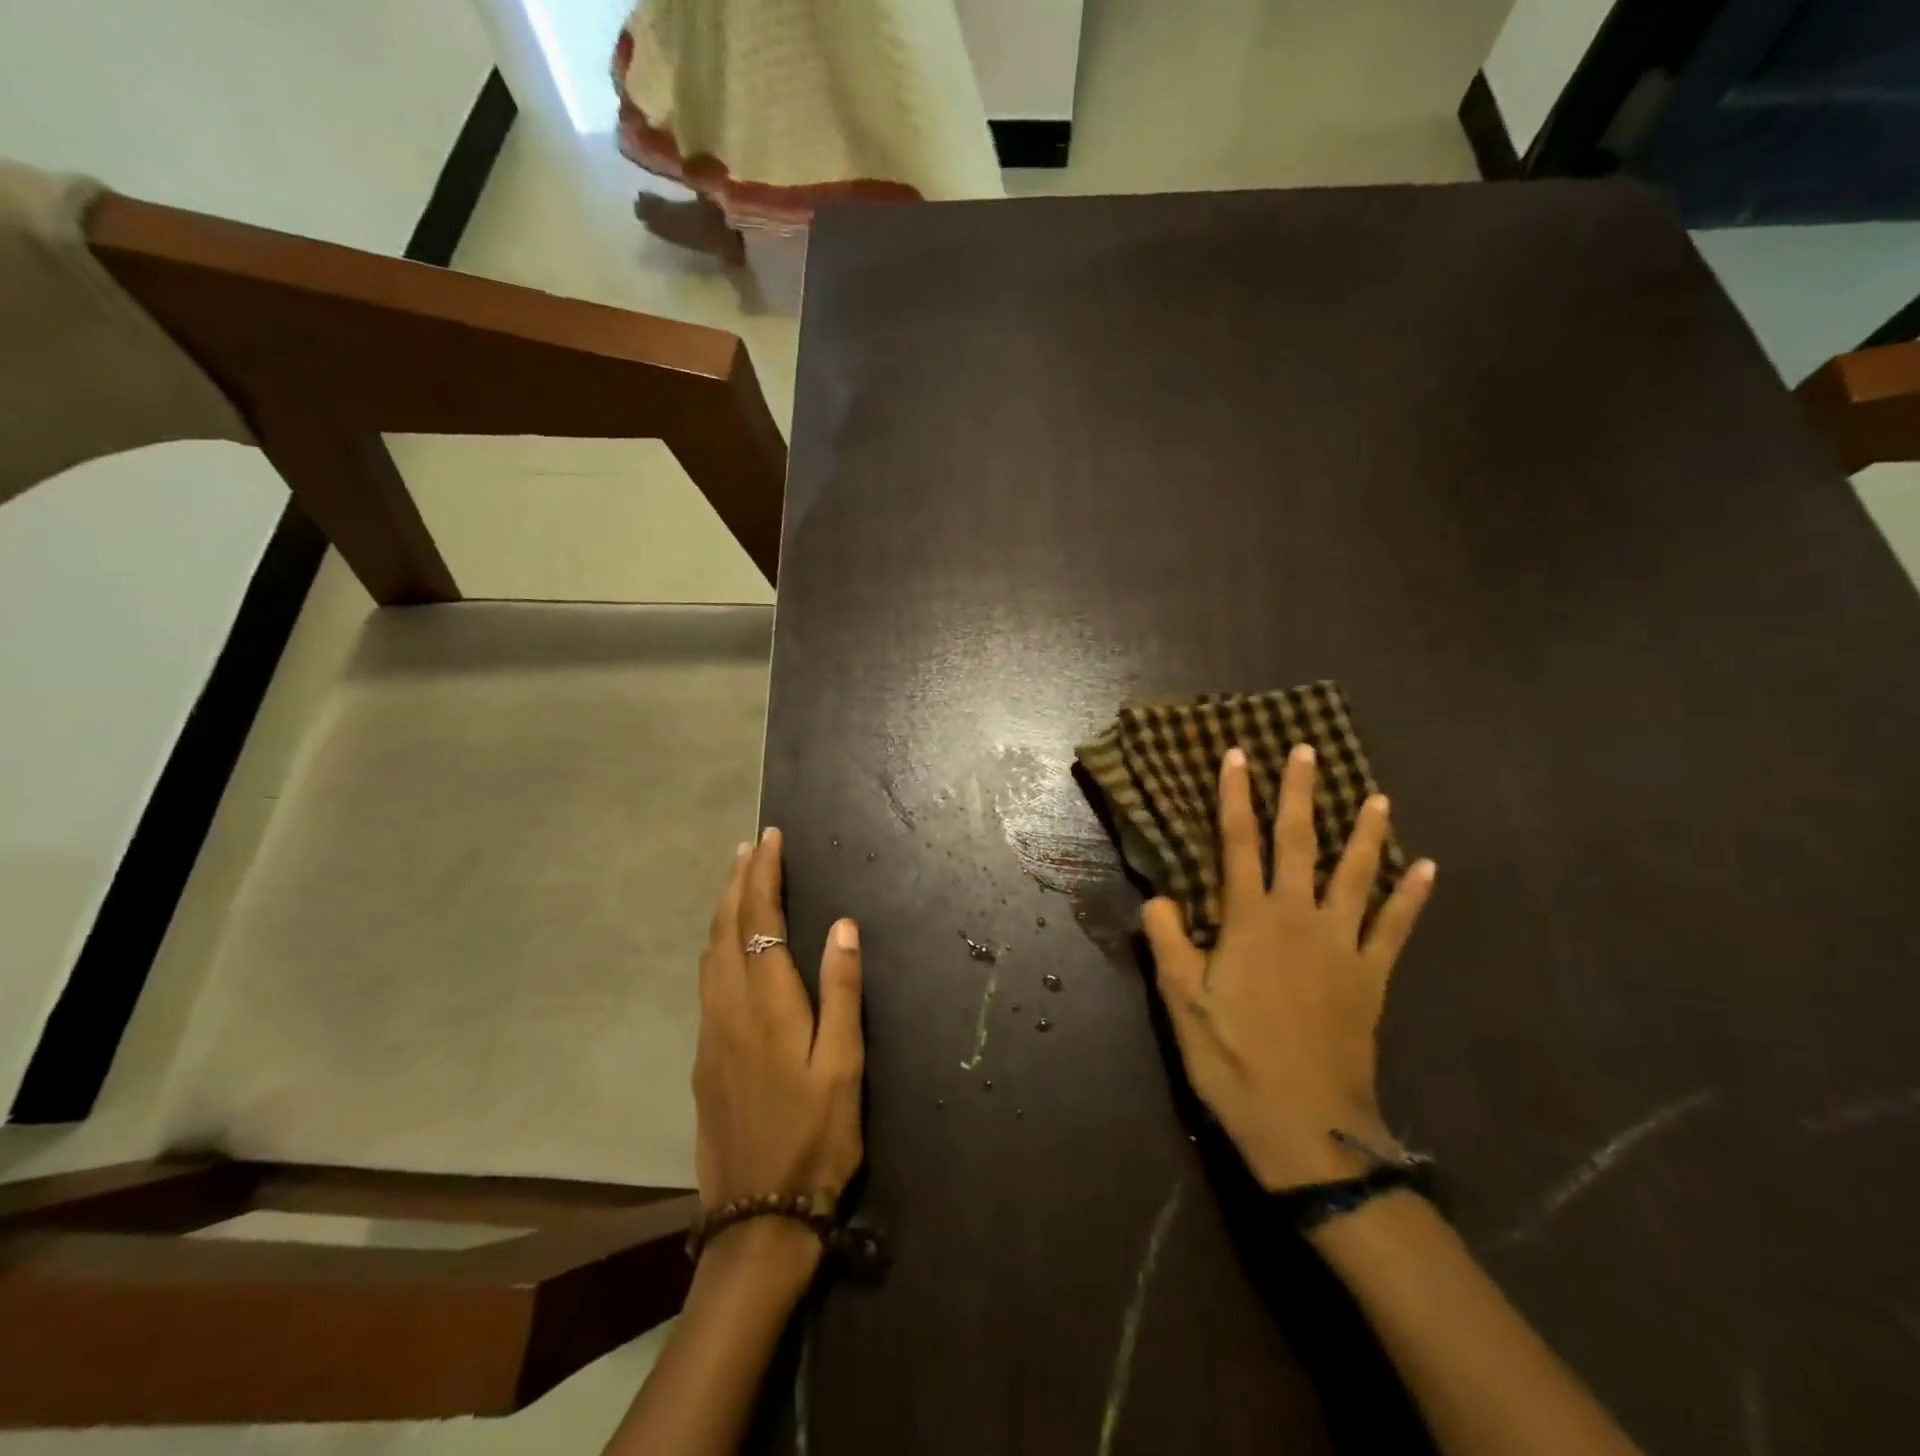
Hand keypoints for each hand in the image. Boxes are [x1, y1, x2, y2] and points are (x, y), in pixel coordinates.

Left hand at [693, 828, 864, 1226]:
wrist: (758, 1216)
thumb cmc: (816, 1137)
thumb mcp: (844, 1066)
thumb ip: (841, 992)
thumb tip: (842, 926)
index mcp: (767, 1005)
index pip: (760, 920)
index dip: (764, 876)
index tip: (770, 839)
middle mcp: (729, 1009)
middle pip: (725, 929)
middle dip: (737, 882)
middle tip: (750, 846)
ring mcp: (710, 1034)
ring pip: (709, 954)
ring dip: (722, 910)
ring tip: (736, 881)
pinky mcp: (703, 1058)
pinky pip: (706, 980)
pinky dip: (716, 944)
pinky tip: (727, 946)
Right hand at [1143, 744, 1435, 1190]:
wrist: (1306, 1126)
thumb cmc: (1233, 1059)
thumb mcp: (1181, 1002)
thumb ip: (1168, 941)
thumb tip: (1159, 896)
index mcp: (1250, 920)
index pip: (1239, 843)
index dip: (1236, 796)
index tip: (1238, 755)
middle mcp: (1299, 918)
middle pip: (1300, 843)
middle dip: (1300, 794)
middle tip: (1306, 751)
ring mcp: (1343, 946)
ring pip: (1357, 875)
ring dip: (1366, 833)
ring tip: (1377, 796)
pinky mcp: (1372, 976)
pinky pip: (1395, 927)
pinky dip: (1412, 897)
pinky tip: (1428, 869)